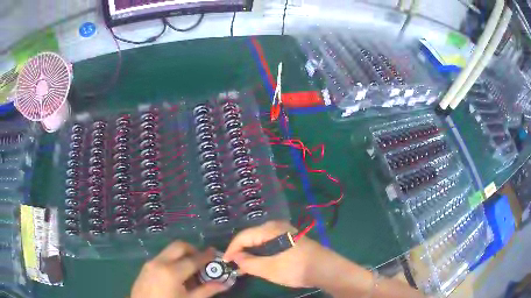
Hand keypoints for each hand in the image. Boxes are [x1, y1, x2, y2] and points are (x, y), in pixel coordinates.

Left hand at [131, 241, 225, 297]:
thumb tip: (225, 283)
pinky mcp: (145, 267)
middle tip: (202, 260)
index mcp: (172, 272)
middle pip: (179, 246)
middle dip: (193, 249)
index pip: (193, 259)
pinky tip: (177, 275)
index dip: (206, 256)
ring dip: (182, 255)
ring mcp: (150, 263)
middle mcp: (160, 262)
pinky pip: (162, 257)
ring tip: (190, 270)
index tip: (215, 252)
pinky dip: (173, 260)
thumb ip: (207, 291)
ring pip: (169, 250)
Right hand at [223, 221, 330, 287]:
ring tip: (243, 267)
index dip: (232, 249)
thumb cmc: (295, 268)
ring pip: (260, 242)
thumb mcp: (268, 268)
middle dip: (241, 251)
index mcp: (270, 229)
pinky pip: (269, 244)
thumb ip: (248, 263)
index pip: (243, 236)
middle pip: (251, 237)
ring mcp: (284, 232)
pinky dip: (261, 254)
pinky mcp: (290, 240)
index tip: (225, 262)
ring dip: (251, 254)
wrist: (325, 269)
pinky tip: (258, 263)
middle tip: (233, 265)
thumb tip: (235, 258)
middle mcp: (276, 226)